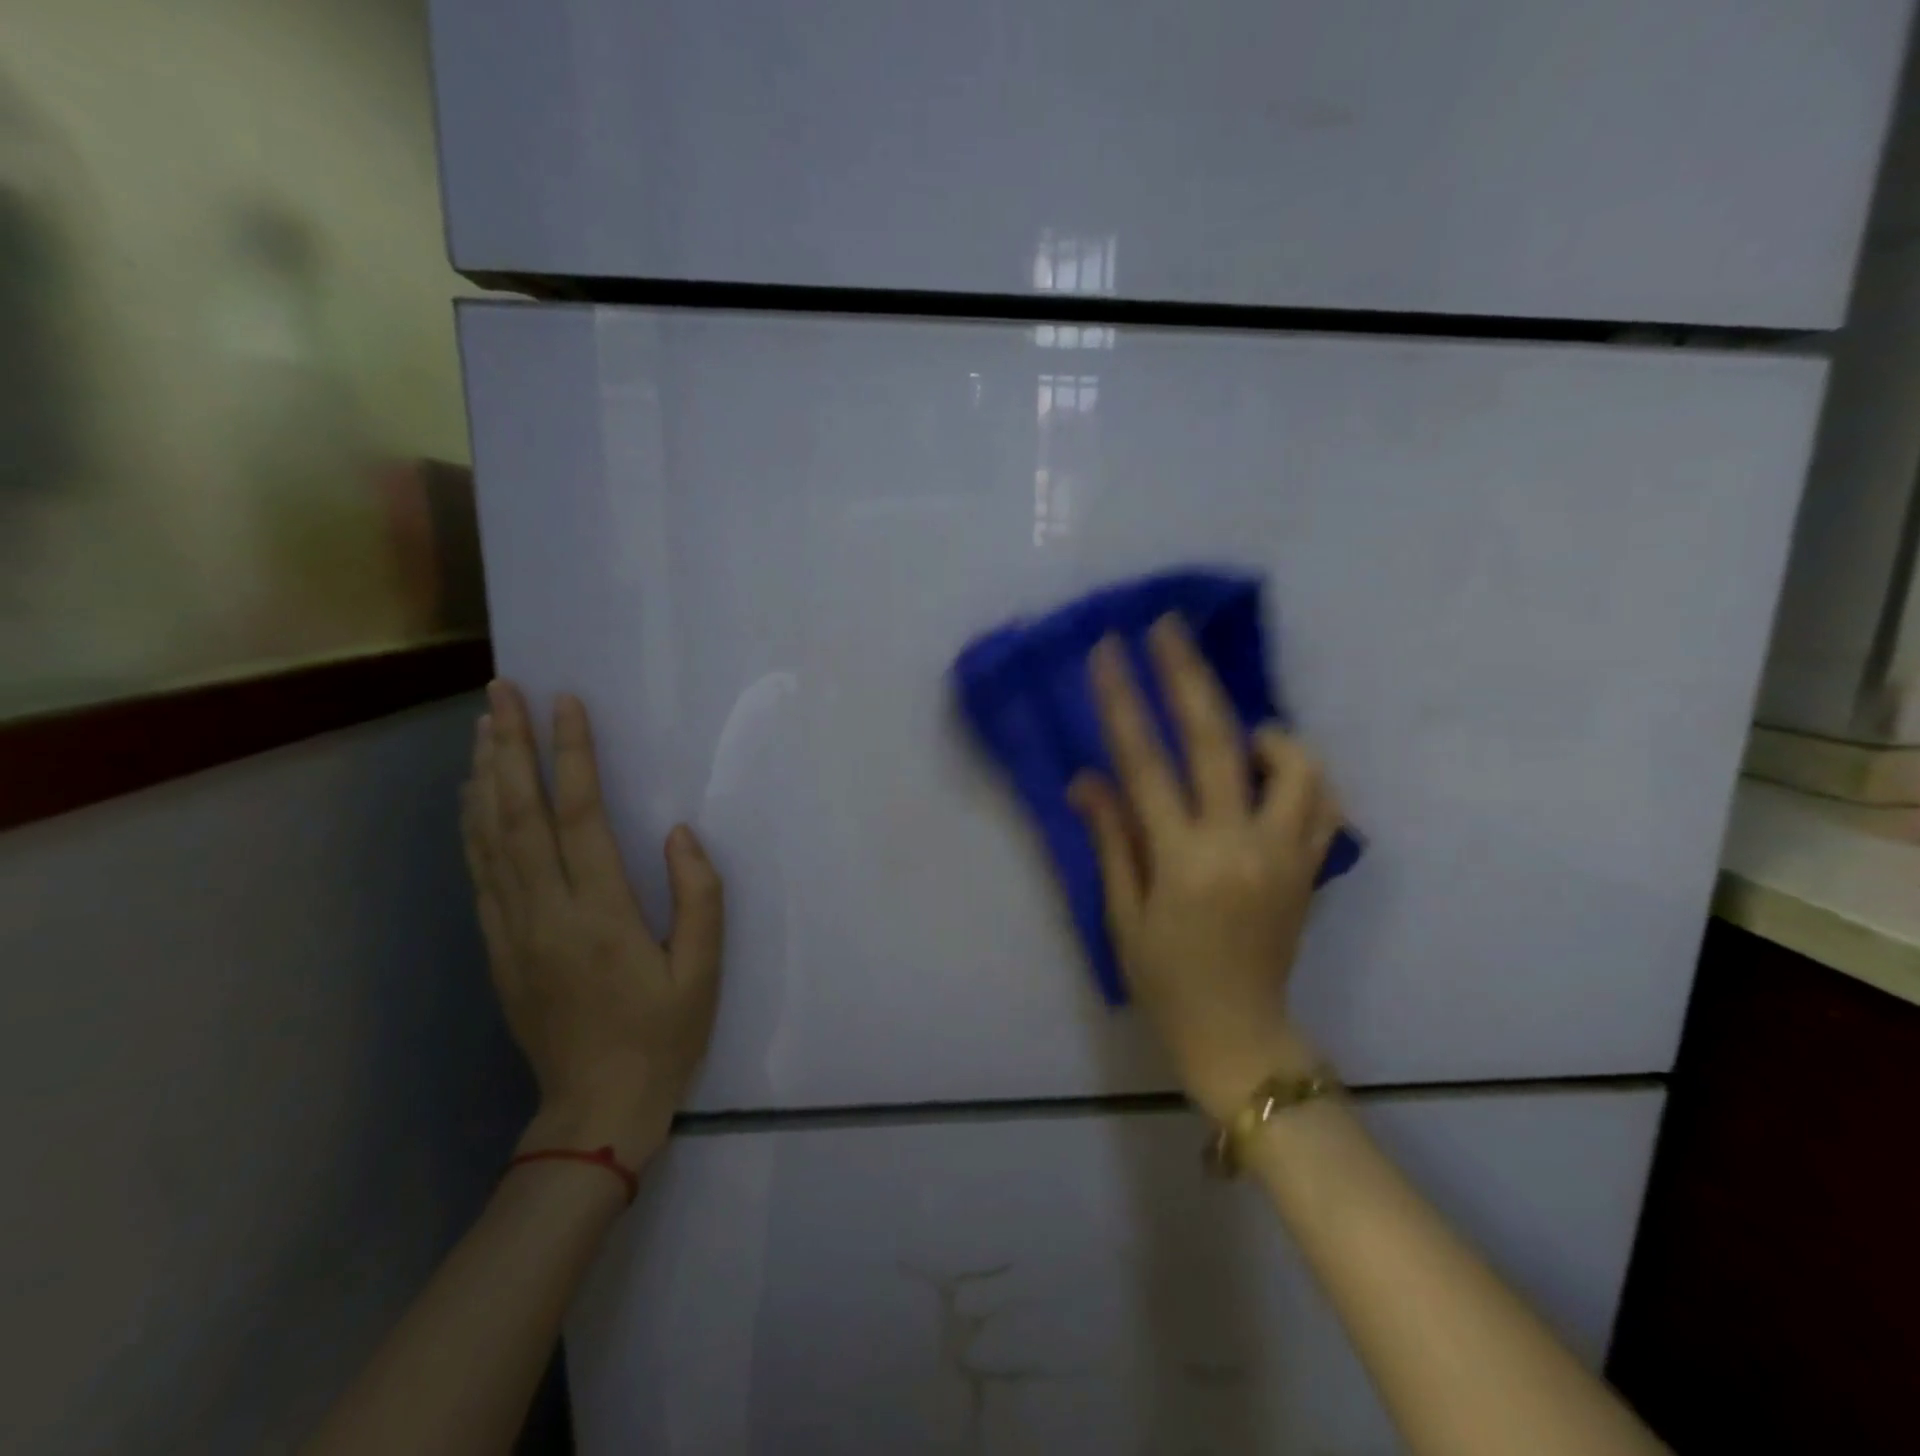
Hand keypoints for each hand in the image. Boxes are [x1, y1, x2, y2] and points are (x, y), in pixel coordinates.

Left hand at [463, 680, 723, 1167]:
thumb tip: (679, 832)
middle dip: (510, 746)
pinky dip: (472, 824)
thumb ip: (699, 896)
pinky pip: (479, 872)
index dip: (572, 755)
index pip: (579, 816)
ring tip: (484, 725)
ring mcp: (512, 930)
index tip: (569, 704)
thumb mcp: (704, 970)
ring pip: (488, 838)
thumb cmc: (662, 1035)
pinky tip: (473, 795)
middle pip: (518, 814)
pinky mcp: (497, 947)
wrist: (595, 1108)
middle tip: (502, 691)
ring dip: (485, 775)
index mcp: (601, 914)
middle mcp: (545, 912)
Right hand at [1068, 617, 1342, 1120]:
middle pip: (1217, 741)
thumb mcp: (1123, 913)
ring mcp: (1286, 854)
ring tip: (1236, 726)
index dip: (1123, 701)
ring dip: (1263, 729)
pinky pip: (1322, 802)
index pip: (1146, 762)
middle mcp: (1240, 845)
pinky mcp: (1311, 867)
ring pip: (1294, 765)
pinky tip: (1273, 771)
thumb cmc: (1166, 980)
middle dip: (1187, 675)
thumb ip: (1113, 837)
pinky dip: (1302, 772)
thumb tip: (1088, 777)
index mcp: (1183, 860)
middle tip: (1168, 628)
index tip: (1109, 652)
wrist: (1239, 1036)